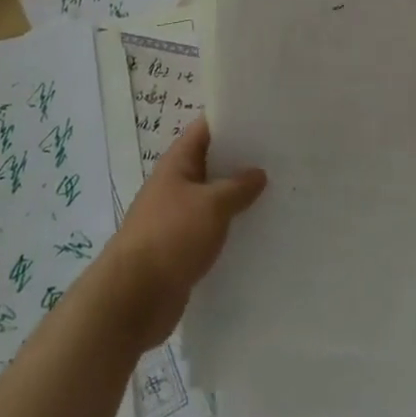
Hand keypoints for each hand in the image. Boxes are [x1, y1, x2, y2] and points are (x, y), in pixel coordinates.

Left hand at [90, 116, 266, 351]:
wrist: (134, 299)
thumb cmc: (171, 237)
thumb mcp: (212, 205)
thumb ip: (238, 186)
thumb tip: (259, 172)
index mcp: (177, 163)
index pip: (206, 129)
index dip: (233, 119)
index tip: (265, 117)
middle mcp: (176, 185)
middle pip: (213, 163)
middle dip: (243, 160)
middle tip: (281, 155)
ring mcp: (178, 217)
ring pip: (215, 198)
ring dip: (239, 196)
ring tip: (278, 190)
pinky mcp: (183, 248)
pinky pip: (212, 229)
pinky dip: (232, 227)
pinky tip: (259, 229)